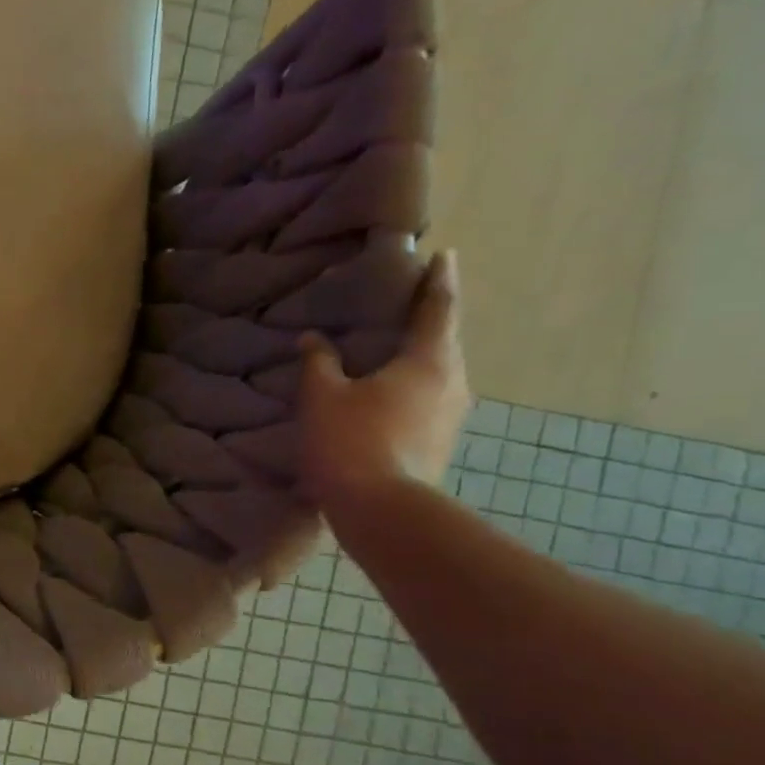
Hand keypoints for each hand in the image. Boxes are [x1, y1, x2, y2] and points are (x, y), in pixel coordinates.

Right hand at [297, 249, 468, 512]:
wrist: (381, 509)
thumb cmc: (351, 441)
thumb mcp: (323, 397)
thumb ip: (319, 363)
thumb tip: (312, 339)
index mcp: (428, 360)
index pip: (438, 308)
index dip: (438, 280)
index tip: (444, 256)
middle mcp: (452, 382)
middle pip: (443, 340)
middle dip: (427, 320)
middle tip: (407, 304)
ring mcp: (451, 415)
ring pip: (436, 373)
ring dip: (417, 359)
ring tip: (391, 352)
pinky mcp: (439, 442)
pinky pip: (427, 400)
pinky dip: (410, 388)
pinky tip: (385, 396)